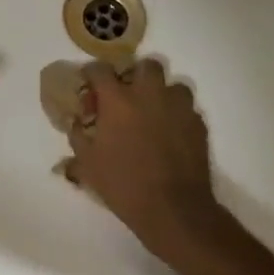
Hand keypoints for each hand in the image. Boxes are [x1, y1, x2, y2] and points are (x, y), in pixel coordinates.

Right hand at [67, 60, 223, 258]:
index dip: (92, 73)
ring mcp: (178, 107)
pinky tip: (172, 135)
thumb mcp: (88, 164)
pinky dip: (178, 116)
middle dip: (136, 75)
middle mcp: (149, 94)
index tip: (90, 84)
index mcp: (118, 100)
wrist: (173, 209)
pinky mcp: (198, 124)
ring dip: (162, 94)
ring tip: (154, 114)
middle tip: (128, 96)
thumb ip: (77, 137)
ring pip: (173, 85)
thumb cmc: (124, 184)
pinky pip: (188, 109)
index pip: (100, 69)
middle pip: (146, 65)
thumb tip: (75, 122)